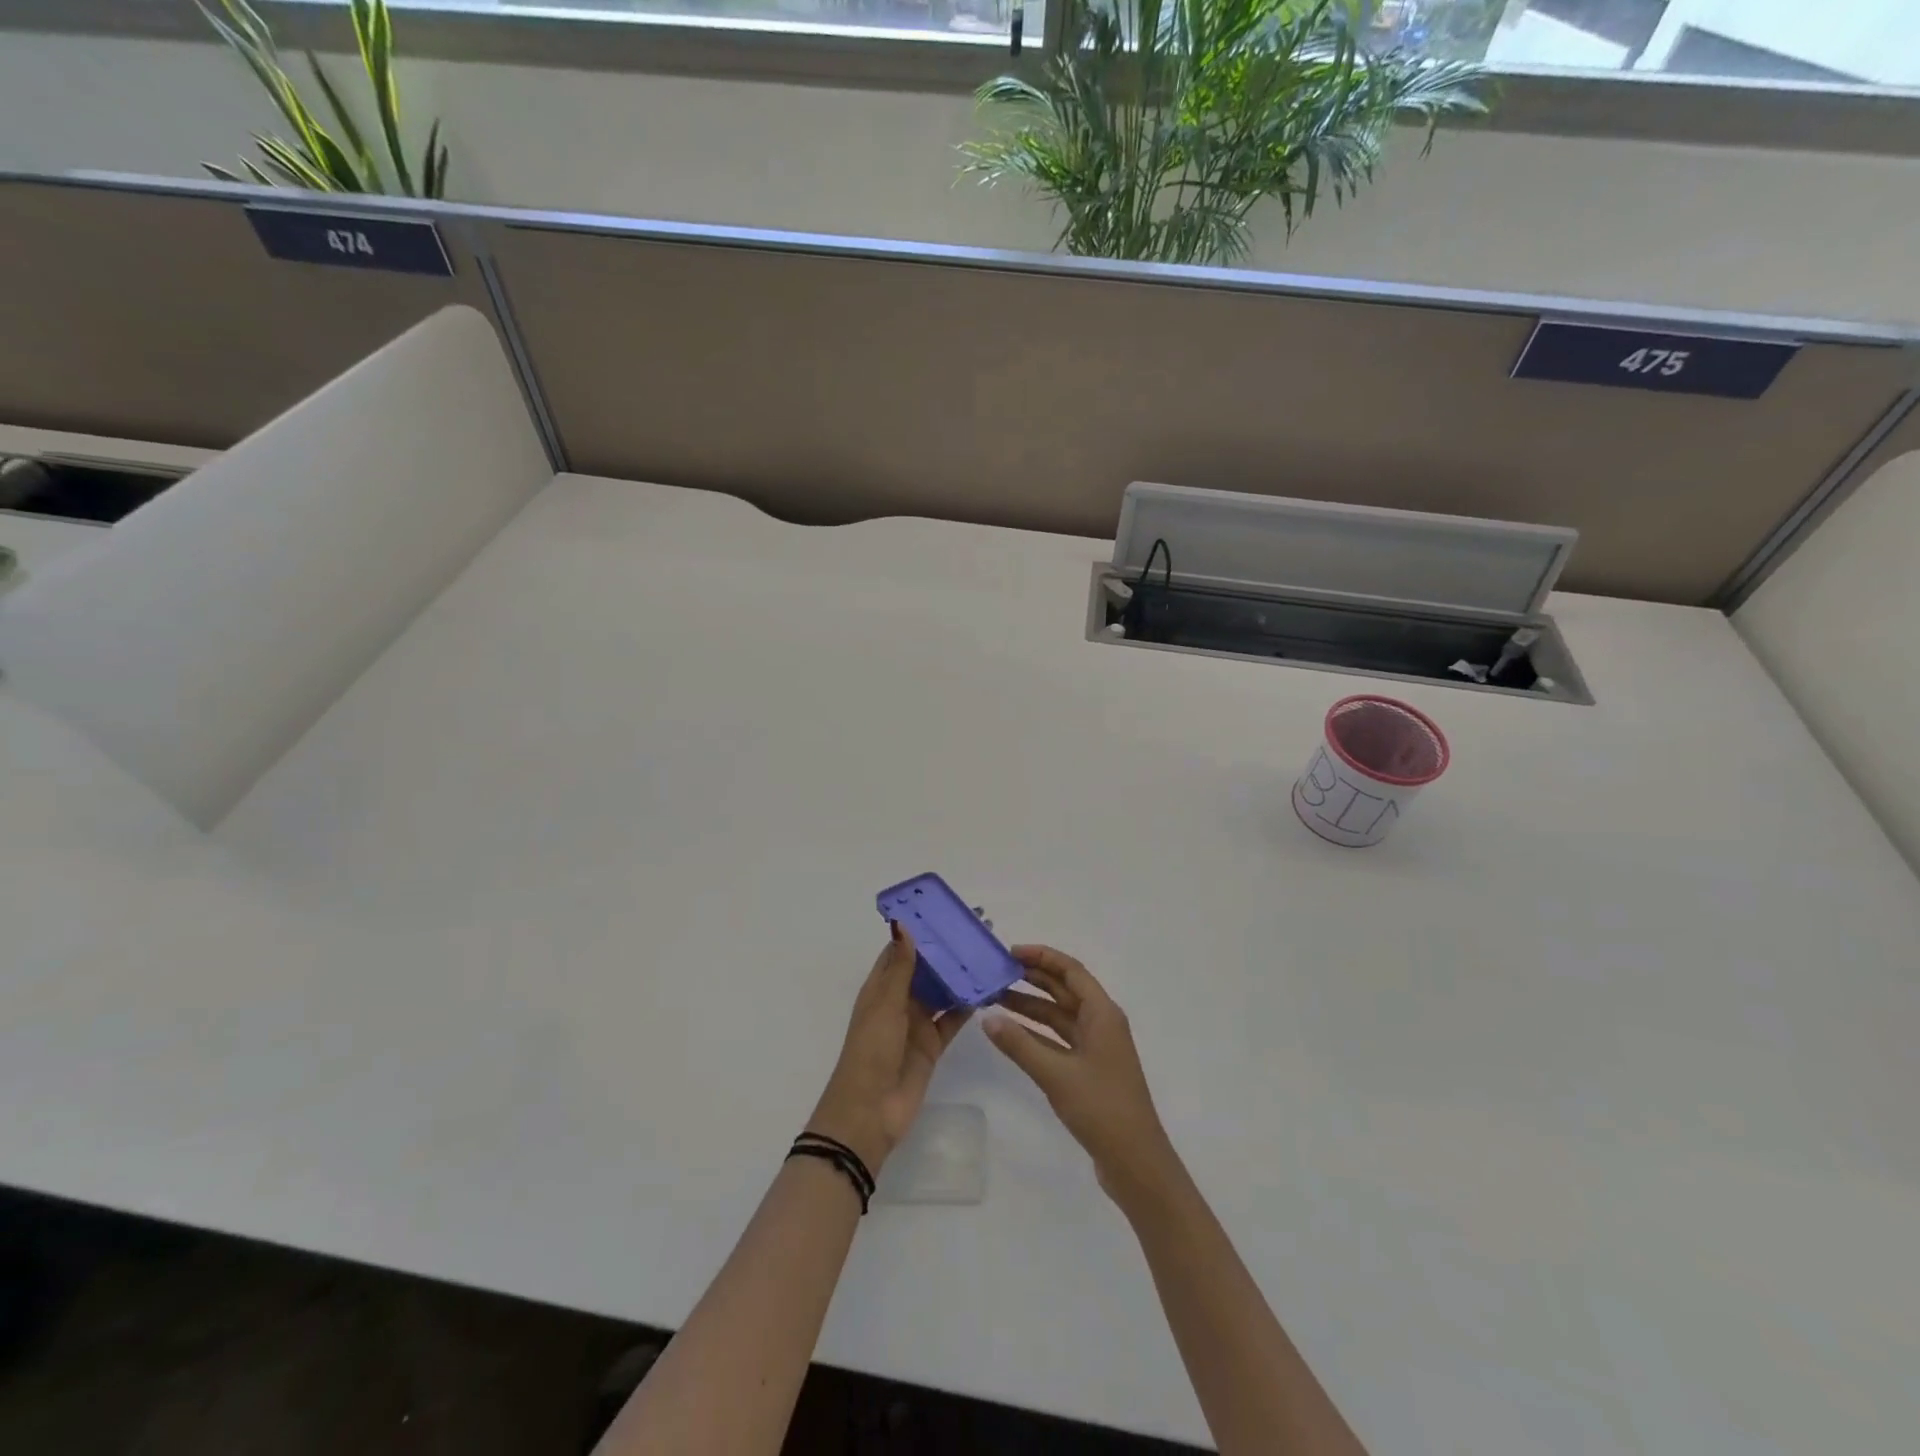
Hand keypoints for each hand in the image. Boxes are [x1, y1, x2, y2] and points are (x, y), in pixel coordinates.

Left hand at [807, 922, 970, 1174]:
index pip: (901, 951)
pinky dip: (968, 1005)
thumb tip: (904, 924)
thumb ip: (900, 967)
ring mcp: (917, 1024)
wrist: (870, 1113)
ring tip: (988, 952)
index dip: (920, 931)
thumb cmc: (871, 1051)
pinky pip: (953, 1018)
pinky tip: (988, 989)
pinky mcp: (933, 1045)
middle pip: (926, 969)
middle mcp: (899, 1001)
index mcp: (880, 988)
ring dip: (960, 975)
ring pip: (942, 992)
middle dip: (947, 951)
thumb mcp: (885, 1005)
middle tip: (979, 929)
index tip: (945, 911)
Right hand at [985, 945, 1180, 1208]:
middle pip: (1064, 990)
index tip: (1010, 953)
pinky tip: (1011, 1033)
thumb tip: (987, 1018)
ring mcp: (1096, 1048)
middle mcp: (1101, 1023)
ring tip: (995, 1000)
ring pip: (1059, 1016)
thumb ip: (1019, 1044)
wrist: (1135, 1162)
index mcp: (1102, 1014)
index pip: (1071, 971)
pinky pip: (1059, 1040)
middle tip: (996, 973)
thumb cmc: (1101, 1108)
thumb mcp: (1056, 1074)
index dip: (1042, 957)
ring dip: (1030, 1007)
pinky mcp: (1089, 1070)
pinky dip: (1036, 1034)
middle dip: (1032, 979)